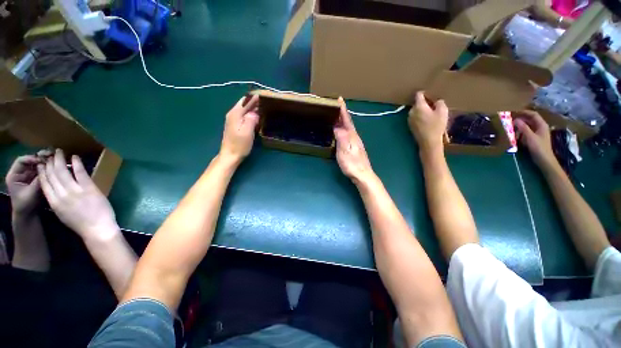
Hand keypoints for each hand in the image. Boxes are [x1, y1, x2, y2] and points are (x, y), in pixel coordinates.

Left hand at [5, 150, 51, 215]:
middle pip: (30, 160)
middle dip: (40, 157)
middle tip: (52, 155)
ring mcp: (28, 174)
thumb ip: (38, 182)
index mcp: (14, 174)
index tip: (43, 160)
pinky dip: (47, 166)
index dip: (32, 158)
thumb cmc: (26, 204)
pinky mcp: (35, 177)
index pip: (21, 161)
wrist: (28, 214)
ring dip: (45, 161)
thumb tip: (48, 171)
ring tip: (55, 159)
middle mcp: (20, 172)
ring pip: (36, 163)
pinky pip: (41, 169)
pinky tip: (55, 166)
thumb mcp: (31, 193)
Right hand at [37, 149, 119, 241]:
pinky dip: (77, 164)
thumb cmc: (80, 223)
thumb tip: (55, 190)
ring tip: (59, 151)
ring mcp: (75, 191)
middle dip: (49, 163)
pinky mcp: (89, 188)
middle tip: (49, 154)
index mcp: (53, 203)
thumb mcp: (62, 213)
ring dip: (60, 160)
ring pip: (63, 172)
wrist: (97, 228)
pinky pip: (80, 173)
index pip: (44, 184)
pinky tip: (74, 157)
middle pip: (52, 175)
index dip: (42, 172)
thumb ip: (57, 201)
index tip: (40, 164)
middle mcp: (61, 195)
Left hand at [219, 94, 259, 163]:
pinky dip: (252, 113)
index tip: (265, 94)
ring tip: (266, 107)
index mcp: (235, 114)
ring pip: (245, 109)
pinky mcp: (236, 125)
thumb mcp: (247, 132)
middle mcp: (233, 114)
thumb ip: (251, 119)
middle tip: (268, 101)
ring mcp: (234, 120)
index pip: (246, 100)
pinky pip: (245, 115)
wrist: (230, 155)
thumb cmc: (239, 145)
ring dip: (254, 107)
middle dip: (255, 101)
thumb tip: (255, 112)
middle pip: (245, 103)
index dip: (255, 97)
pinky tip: (259, 116)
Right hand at [334, 97, 374, 184]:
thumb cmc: (352, 164)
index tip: (339, 99)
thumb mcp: (344, 151)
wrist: (362, 175)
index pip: (347, 119)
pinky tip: (340, 131)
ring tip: (336, 116)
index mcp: (352, 136)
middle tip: (335, 106)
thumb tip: (337, 126)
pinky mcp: (354, 148)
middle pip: (348, 122)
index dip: (343, 109)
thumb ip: (341, 138)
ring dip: (343, 121)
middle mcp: (354, 137)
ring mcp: (355, 142)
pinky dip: (343, 129)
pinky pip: (347, 134)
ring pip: (348, 128)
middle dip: (342, 113)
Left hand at [408, 92, 447, 152]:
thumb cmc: (436, 125)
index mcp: (418, 106)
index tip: (431, 95)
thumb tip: (436, 101)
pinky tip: (428, 121)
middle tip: (434, 106)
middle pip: (417, 103)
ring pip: (416, 111)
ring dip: (423, 111)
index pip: (418, 94)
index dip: (425, 93)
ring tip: (432, 114)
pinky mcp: (410, 126)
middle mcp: (411, 112)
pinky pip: (415, 117)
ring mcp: (409, 119)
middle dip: (425, 103)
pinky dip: (420, 117)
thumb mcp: (443, 111)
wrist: (428, 141)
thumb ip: (439, 103)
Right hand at [513, 110, 556, 168]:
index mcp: (541, 125)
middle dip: (521, 119)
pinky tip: (516, 134)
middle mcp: (540, 127)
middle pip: (530, 120)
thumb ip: (523, 128)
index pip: (533, 115)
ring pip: (528, 126)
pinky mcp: (534, 138)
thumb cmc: (538, 148)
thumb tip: (516, 119)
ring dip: (520, 126)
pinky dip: (521, 131)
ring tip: (511, 127)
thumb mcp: (530, 137)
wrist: (544, 159)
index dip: (524, 112)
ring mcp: (538, 133)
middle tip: (510, 120)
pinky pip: (527, 132)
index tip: (514, 112)